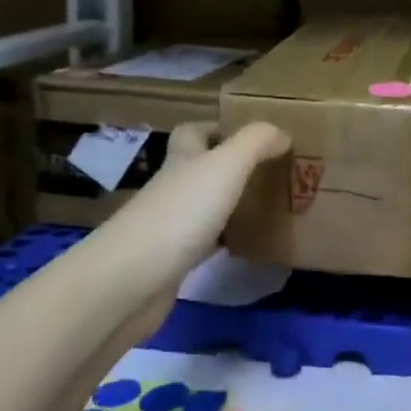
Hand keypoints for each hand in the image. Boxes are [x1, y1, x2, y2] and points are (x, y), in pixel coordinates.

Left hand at [86, 121, 289, 328]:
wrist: (129, 283)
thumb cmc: (180, 213)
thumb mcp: (225, 165)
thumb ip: (256, 143)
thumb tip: (281, 133)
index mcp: (182, 160)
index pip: (193, 132)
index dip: (217, 128)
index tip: (252, 136)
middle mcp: (173, 188)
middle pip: (198, 169)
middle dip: (230, 168)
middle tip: (269, 172)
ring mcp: (169, 226)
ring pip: (204, 206)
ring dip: (230, 204)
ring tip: (268, 206)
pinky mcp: (171, 262)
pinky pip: (204, 243)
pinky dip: (225, 241)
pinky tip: (247, 246)